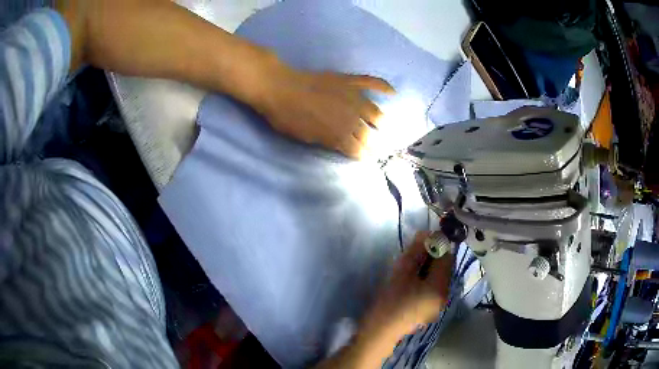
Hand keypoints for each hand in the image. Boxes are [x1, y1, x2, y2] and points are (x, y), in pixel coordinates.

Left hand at [253, 63, 395, 158]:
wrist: (279, 87)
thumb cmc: (287, 117)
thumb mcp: (306, 137)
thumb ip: (328, 141)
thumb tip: (343, 145)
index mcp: (340, 135)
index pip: (359, 150)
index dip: (364, 156)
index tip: (367, 158)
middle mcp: (352, 118)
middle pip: (369, 135)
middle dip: (373, 143)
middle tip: (375, 147)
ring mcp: (352, 97)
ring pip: (375, 112)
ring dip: (380, 121)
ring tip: (381, 125)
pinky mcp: (349, 81)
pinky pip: (371, 82)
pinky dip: (383, 87)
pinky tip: (392, 92)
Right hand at [362, 231, 452, 339]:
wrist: (378, 334)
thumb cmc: (389, 303)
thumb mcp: (402, 273)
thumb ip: (417, 252)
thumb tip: (428, 233)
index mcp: (441, 286)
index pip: (447, 256)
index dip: (436, 244)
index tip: (419, 240)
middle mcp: (445, 295)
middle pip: (444, 267)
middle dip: (430, 257)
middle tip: (410, 255)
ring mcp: (437, 305)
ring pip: (437, 278)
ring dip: (426, 268)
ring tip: (407, 268)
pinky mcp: (428, 310)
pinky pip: (431, 288)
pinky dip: (423, 280)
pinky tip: (408, 283)